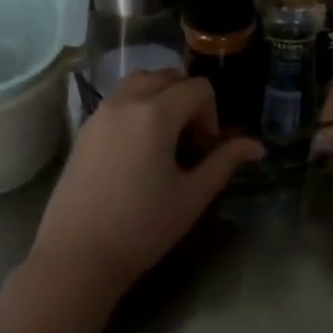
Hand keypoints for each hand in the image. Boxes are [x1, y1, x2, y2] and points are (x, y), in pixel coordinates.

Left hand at [29, 71, 263, 300]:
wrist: (77, 255)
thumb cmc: (142, 227)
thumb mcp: (192, 196)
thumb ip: (224, 162)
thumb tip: (256, 146)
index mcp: (156, 113)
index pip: (198, 87)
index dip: (211, 115)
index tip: (205, 151)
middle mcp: (125, 101)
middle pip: (167, 77)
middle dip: (187, 100)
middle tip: (189, 143)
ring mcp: (100, 112)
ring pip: (139, 82)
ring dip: (160, 97)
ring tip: (164, 140)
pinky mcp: (84, 128)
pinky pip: (118, 99)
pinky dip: (136, 107)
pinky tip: (137, 150)